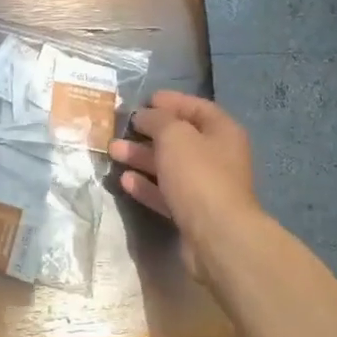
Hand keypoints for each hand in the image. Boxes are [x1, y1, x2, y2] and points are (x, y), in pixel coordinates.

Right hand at [109, 91, 260, 275]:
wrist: (216, 236)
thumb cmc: (198, 175)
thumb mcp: (174, 135)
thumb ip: (157, 120)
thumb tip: (145, 115)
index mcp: (222, 132)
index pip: (196, 108)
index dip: (171, 101)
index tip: (144, 100)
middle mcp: (217, 157)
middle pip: (180, 138)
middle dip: (149, 132)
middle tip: (121, 127)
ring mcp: (205, 187)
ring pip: (169, 166)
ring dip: (141, 157)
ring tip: (113, 151)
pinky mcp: (192, 213)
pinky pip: (165, 192)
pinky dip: (146, 185)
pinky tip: (125, 180)